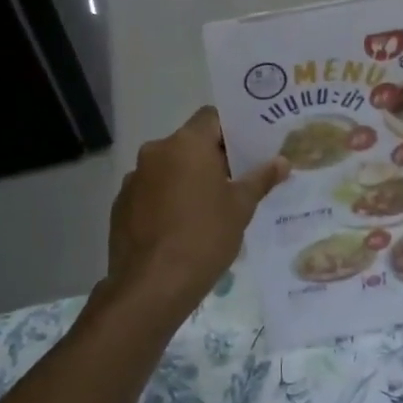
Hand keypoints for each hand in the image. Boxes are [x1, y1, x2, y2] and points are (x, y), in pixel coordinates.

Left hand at [104, 108, 288, 316]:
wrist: (152, 285)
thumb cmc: (204, 237)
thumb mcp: (241, 208)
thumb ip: (260, 179)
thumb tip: (281, 161)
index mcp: (186, 144)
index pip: (211, 117)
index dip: (231, 130)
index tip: (248, 150)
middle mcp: (156, 152)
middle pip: (189, 143)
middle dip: (211, 158)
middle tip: (236, 181)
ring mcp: (134, 178)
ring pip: (168, 168)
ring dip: (186, 179)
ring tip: (207, 209)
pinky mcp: (121, 204)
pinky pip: (150, 191)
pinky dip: (166, 200)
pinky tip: (179, 228)